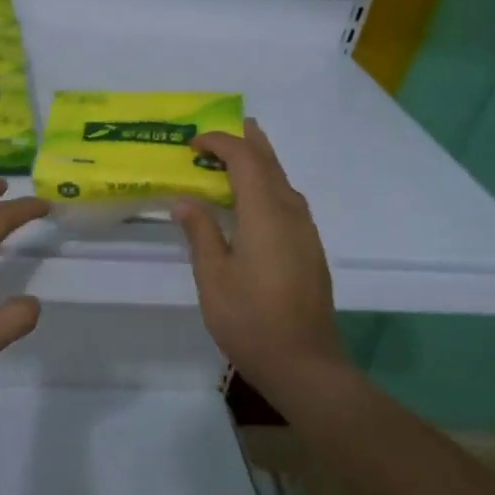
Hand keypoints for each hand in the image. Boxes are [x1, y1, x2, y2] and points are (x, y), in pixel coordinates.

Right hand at [171, 119, 344, 388]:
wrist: (304, 364)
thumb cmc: (250, 320)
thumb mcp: (213, 277)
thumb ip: (200, 232)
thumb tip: (185, 200)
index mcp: (265, 213)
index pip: (244, 160)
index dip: (219, 143)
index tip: (192, 144)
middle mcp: (291, 213)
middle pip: (270, 163)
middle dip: (247, 141)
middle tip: (222, 130)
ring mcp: (305, 232)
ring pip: (283, 181)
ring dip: (259, 163)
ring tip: (233, 159)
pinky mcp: (310, 249)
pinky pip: (288, 201)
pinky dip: (267, 186)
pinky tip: (252, 203)